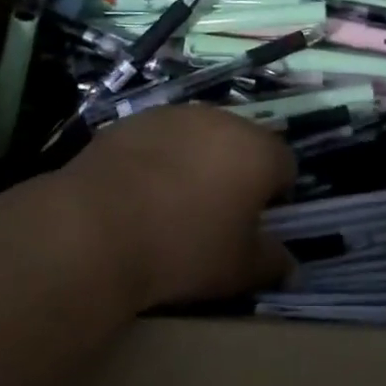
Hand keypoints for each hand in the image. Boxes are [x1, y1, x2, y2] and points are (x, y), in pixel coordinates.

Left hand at [61, 105, 296, 309]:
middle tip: (215, 213)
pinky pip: (161, 138)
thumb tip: (290, 264)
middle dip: (236, 172)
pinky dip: (159, 157)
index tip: (254, 223)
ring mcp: (176, 115)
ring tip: (173, 202)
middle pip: (243, 143)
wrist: (95, 227)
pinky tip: (138, 192)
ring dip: (198, 160)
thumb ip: (272, 262)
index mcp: (258, 151)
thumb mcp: (238, 270)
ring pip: (201, 136)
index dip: (276, 194)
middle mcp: (222, 120)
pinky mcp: (135, 119)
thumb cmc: (182, 248)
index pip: (285, 165)